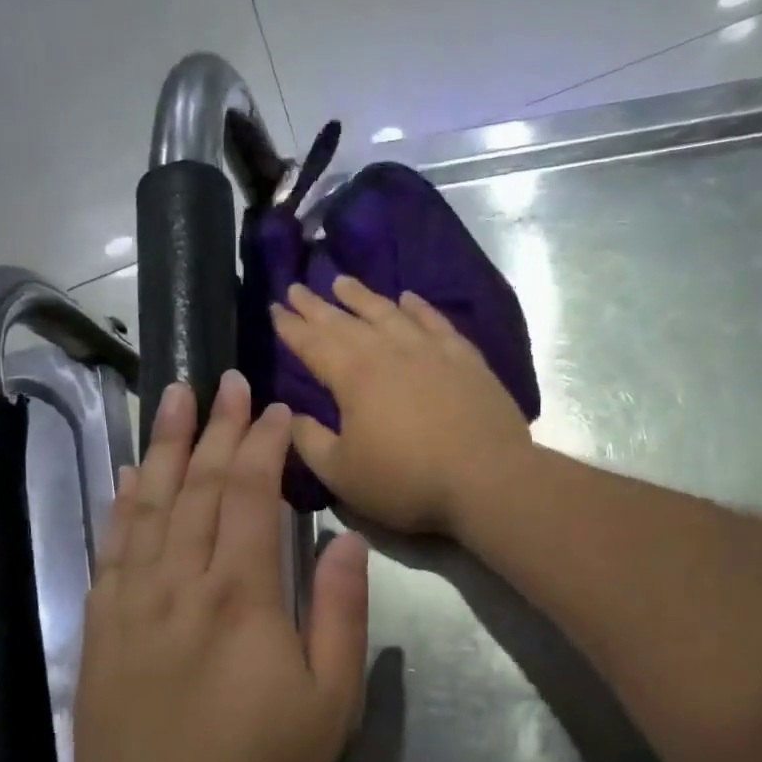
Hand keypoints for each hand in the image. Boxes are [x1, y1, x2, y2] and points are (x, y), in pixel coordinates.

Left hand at [67, 372, 368, 761]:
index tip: (277, 411)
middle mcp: (180, 583)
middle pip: (198, 486)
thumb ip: (340, 613)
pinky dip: (123, 502)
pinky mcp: (103, 627)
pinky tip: (131, 476)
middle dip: (215, 428)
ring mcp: (132, 602)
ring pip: (149, 504)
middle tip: (226, 382)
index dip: (263, 446)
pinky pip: (112, 546)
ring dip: (163, 446)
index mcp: (241, 597)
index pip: (251, 496)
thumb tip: (346, 538)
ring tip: (172, 397)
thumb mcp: (330, 703)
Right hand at [272, 276, 532, 535]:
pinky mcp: (465, 358)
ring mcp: (430, 350)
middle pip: (346, 321)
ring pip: (389, 313)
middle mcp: (389, 351)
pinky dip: (418, 307)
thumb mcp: (342, 473)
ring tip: (342, 281)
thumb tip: (290, 415)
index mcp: (354, 376)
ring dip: (362, 297)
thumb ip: (310, 441)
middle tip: (297, 287)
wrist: (487, 477)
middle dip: (317, 305)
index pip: (313, 343)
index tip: (275, 309)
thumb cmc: (406, 480)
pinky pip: (435, 322)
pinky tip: (408, 298)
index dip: (291, 327)